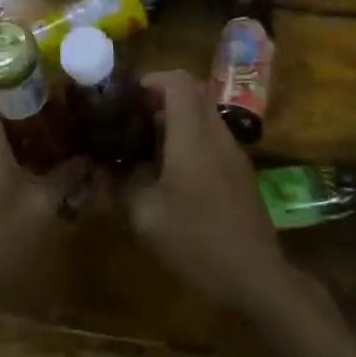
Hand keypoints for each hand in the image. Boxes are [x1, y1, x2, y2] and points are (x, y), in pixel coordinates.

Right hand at [122, 71, 294, 317]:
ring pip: (203, 115)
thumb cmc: (196, 241)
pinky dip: (190, 139)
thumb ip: (119, 185)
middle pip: (191, 93)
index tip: (127, 100)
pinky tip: (172, 174)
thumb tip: (100, 167)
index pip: (177, 81)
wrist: (255, 275)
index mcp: (192, 134)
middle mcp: (216, 133)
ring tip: (147, 148)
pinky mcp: (240, 171)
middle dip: (160, 99)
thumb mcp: (145, 216)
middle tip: (133, 121)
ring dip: (176, 120)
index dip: (150, 80)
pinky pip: (212, 137)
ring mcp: (233, 151)